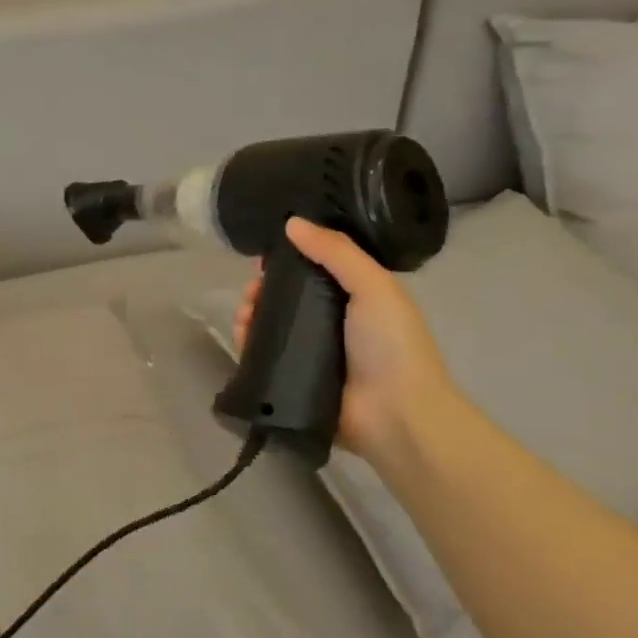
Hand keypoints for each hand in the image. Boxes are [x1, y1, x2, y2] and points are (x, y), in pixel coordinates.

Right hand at [236, 218, 455, 464]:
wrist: (396, 414)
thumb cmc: (392, 345)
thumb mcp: (373, 287)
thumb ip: (336, 252)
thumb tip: (292, 223)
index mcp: (355, 299)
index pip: (313, 272)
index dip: (288, 261)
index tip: (265, 257)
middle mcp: (330, 324)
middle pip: (286, 299)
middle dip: (263, 290)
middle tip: (251, 291)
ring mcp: (310, 354)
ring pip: (270, 326)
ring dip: (250, 314)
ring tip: (244, 315)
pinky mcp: (291, 379)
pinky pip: (262, 356)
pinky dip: (248, 344)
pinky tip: (241, 336)